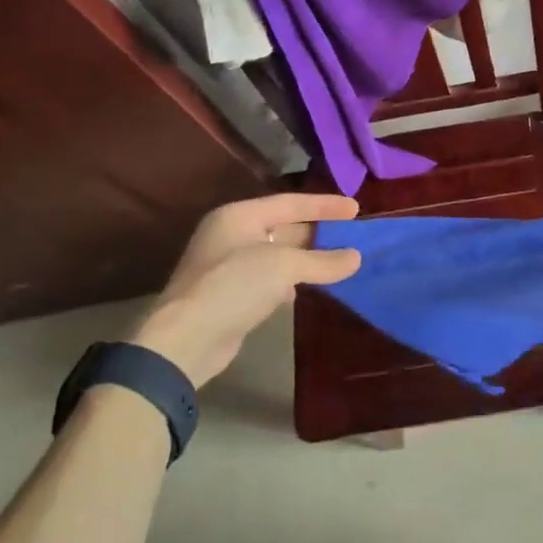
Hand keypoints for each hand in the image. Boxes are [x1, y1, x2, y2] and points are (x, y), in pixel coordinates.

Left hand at [129, 192, 361, 385]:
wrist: (186, 340)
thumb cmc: (234, 286)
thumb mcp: (284, 267)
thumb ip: (323, 261)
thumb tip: (356, 257)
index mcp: (239, 216)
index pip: (290, 202)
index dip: (324, 205)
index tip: (356, 208)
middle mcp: (232, 235)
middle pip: (284, 227)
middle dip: (317, 232)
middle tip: (351, 235)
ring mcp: (228, 266)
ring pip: (278, 255)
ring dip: (307, 258)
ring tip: (339, 261)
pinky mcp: (230, 295)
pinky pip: (269, 279)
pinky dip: (291, 281)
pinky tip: (307, 289)